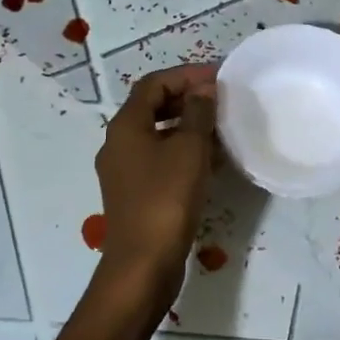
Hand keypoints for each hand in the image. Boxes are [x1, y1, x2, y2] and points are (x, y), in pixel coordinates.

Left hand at [93, 64, 217, 306]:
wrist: (143, 264)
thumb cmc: (166, 198)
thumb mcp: (189, 149)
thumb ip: (198, 114)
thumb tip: (203, 90)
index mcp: (125, 126)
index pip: (154, 84)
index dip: (186, 75)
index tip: (218, 77)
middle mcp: (118, 143)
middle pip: (152, 107)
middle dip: (187, 99)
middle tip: (221, 100)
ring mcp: (124, 171)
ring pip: (157, 134)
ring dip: (187, 126)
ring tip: (221, 128)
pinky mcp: (135, 194)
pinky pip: (160, 159)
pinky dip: (183, 151)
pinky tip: (210, 161)